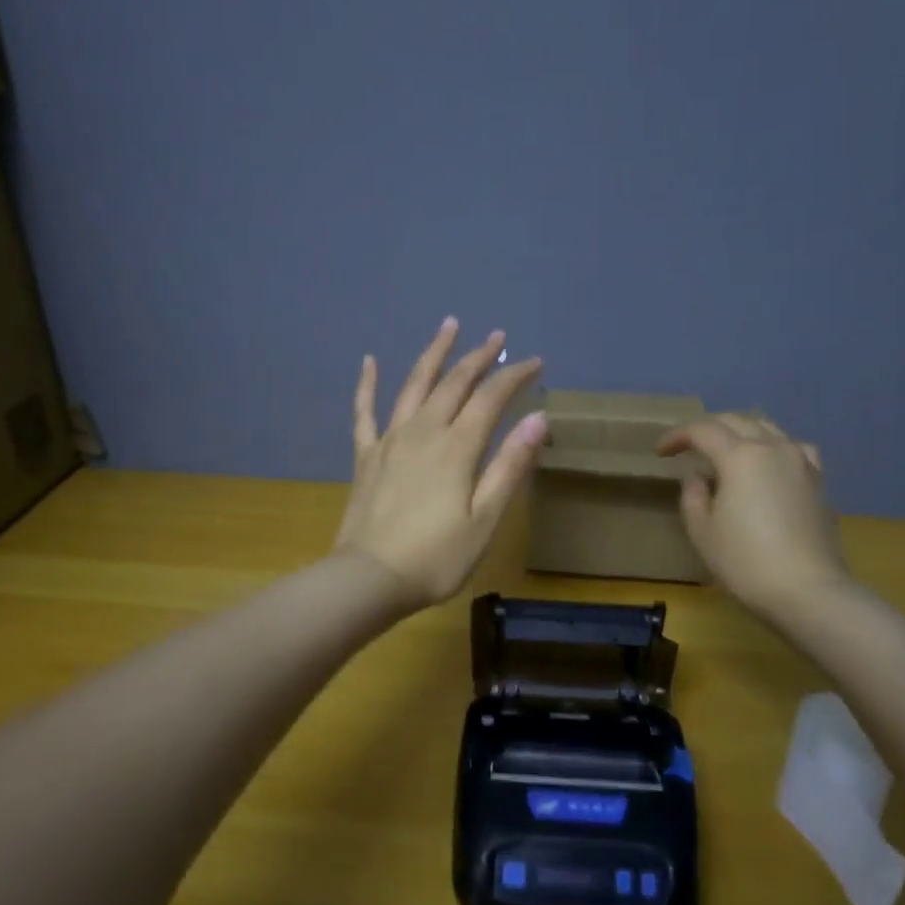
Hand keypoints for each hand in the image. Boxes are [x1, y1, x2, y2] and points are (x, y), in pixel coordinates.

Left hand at [334, 319, 546, 611]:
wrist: (368, 579)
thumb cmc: (436, 558)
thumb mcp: (485, 519)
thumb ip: (510, 466)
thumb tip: (538, 418)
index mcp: (457, 448)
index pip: (491, 398)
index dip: (514, 376)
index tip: (534, 362)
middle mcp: (423, 432)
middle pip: (454, 383)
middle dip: (479, 357)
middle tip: (497, 335)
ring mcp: (390, 441)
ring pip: (413, 385)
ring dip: (434, 354)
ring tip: (449, 326)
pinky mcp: (366, 457)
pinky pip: (365, 412)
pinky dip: (367, 384)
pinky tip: (369, 362)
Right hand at [657, 413, 851, 620]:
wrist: (807, 591)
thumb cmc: (745, 562)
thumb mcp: (702, 531)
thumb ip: (693, 495)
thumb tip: (698, 477)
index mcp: (740, 456)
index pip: (703, 431)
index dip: (677, 436)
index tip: (660, 451)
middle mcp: (773, 448)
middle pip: (737, 421)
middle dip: (708, 429)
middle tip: (688, 446)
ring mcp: (801, 462)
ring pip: (767, 428)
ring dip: (741, 432)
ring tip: (726, 450)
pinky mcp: (818, 480)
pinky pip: (792, 448)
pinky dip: (772, 446)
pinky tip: (768, 463)